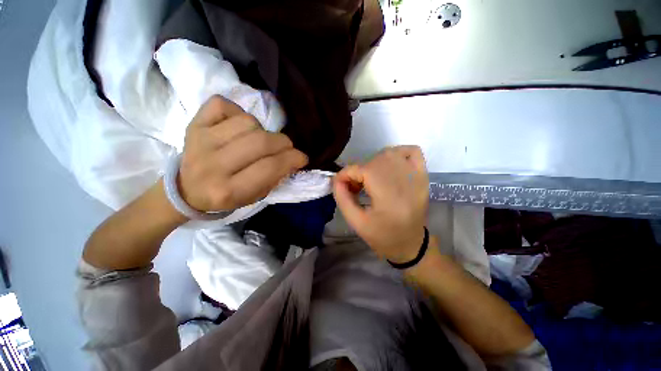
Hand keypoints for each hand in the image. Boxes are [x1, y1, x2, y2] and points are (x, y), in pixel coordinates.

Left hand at [178, 96, 307, 211]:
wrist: (186, 189)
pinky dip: (237, 112)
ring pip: (247, 122)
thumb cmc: (225, 196)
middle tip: (286, 147)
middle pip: (260, 142)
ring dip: (262, 130)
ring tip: (259, 140)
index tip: (302, 158)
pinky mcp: (193, 124)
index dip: (292, 159)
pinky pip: (223, 104)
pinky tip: (238, 126)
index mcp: (227, 190)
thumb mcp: (254, 196)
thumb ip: (275, 178)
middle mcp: (212, 165)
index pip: (269, 168)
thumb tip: (293, 158)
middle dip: (283, 143)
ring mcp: (200, 141)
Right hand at [333, 146, 429, 262]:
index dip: (345, 175)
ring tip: (370, 180)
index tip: (339, 185)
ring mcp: (416, 176)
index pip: (361, 170)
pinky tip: (389, 167)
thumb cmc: (383, 237)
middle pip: (373, 161)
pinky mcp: (423, 175)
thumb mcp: (357, 222)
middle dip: (358, 171)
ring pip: (389, 153)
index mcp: (388, 196)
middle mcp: (404, 181)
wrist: (411, 244)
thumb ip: (342, 199)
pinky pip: (411, 151)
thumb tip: (336, 180)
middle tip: (354, 187)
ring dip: (373, 163)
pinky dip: (398, 152)